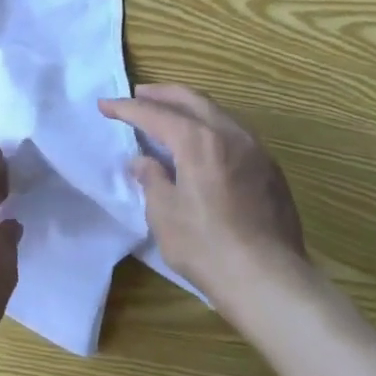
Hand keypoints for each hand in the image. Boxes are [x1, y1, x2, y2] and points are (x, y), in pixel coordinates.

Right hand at [99, 85, 310, 319]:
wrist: (269, 281)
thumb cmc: (207, 247)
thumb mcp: (164, 214)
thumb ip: (152, 179)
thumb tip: (143, 161)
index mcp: (199, 141)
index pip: (156, 114)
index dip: (127, 109)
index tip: (104, 105)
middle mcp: (230, 134)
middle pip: (192, 100)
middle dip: (162, 94)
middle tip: (138, 94)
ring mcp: (256, 150)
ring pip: (217, 113)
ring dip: (189, 107)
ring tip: (168, 113)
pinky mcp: (270, 169)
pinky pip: (234, 133)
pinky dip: (210, 126)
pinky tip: (202, 143)